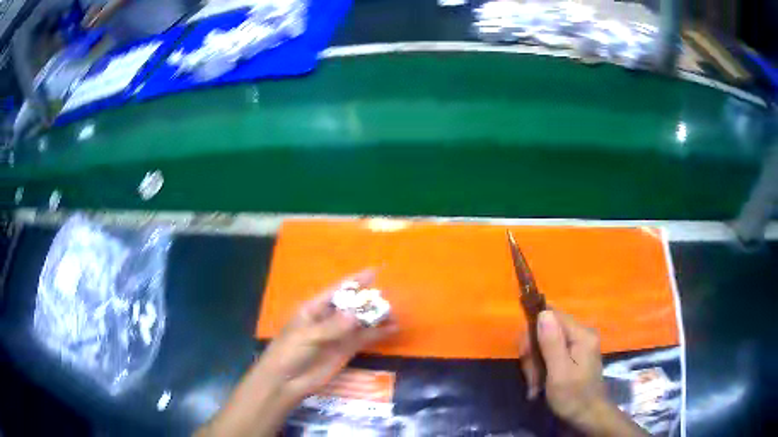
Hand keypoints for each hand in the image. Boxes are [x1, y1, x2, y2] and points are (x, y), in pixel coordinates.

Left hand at [255, 269, 397, 401]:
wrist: (286, 381)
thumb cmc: (289, 352)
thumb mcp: (307, 336)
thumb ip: (332, 327)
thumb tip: (356, 314)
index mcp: (314, 308)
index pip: (337, 290)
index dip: (355, 281)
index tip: (375, 271)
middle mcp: (328, 318)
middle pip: (352, 305)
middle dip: (369, 300)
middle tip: (390, 298)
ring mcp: (339, 335)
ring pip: (361, 321)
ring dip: (376, 317)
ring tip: (395, 314)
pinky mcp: (346, 350)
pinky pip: (364, 339)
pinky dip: (378, 334)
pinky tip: (392, 330)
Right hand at [520, 310, 646, 436]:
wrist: (588, 416)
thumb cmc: (573, 397)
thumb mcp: (559, 373)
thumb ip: (552, 343)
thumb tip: (543, 312)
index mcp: (581, 334)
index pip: (551, 315)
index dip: (534, 331)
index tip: (526, 354)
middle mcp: (582, 334)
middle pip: (548, 330)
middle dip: (534, 353)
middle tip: (530, 376)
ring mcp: (579, 344)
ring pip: (547, 343)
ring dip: (536, 365)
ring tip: (535, 385)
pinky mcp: (575, 355)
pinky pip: (552, 353)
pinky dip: (542, 368)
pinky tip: (539, 385)